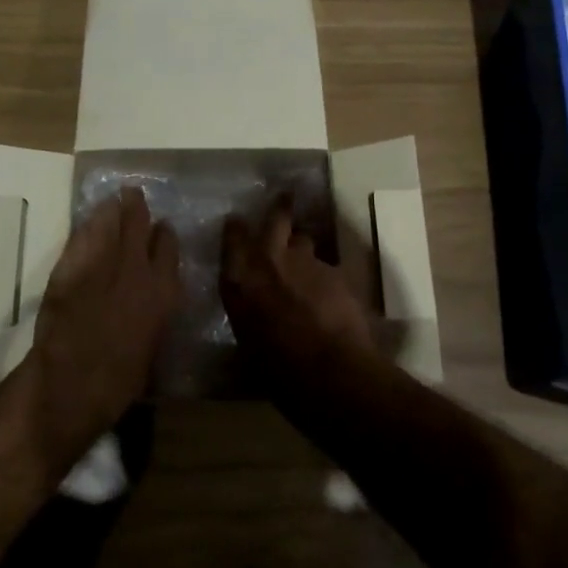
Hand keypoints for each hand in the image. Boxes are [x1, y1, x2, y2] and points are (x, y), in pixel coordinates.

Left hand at [30, 186, 181, 438]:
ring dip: (112, 211)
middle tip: (132, 196)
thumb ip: (153, 316)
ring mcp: (102, 264)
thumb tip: (151, 305)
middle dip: (137, 208)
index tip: (162, 229)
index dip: (164, 236)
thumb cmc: (120, 382)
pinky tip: (88, 223)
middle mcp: (137, 270)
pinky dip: (87, 227)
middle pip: (139, 225)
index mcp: (163, 293)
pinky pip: (82, 237)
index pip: (168, 248)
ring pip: (110, 223)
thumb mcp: (151, 347)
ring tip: (112, 201)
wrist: (72, 383)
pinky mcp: (71, 267)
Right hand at [220, 196, 377, 378]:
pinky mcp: (335, 270)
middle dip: (280, 208)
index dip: (237, 229)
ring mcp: (305, 261)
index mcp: (238, 279)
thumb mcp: (246, 341)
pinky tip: (331, 293)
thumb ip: (248, 313)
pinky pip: (327, 264)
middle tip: (284, 198)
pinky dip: (326, 275)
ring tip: (307, 261)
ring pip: (305, 240)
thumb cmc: (276, 368)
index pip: (233, 237)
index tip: (238, 223)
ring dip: (304, 247)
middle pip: (276, 218)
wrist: (327, 369)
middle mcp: (268, 260)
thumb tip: (253, 311)